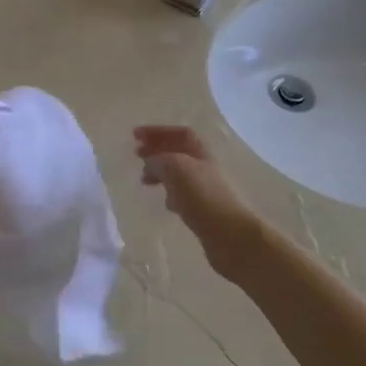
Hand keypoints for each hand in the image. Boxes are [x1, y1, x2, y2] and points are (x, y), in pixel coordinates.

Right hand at [135, 126, 262, 278]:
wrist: (230, 235)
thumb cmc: (202, 195)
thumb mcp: (175, 168)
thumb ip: (158, 160)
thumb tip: (149, 164)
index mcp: (200, 151)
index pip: (179, 133)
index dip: (158, 131)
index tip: (136, 135)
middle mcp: (204, 167)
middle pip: (178, 152)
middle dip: (157, 150)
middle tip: (136, 155)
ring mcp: (205, 189)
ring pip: (179, 174)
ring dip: (161, 172)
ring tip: (144, 180)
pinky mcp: (203, 210)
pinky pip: (183, 195)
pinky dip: (170, 194)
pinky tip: (165, 202)